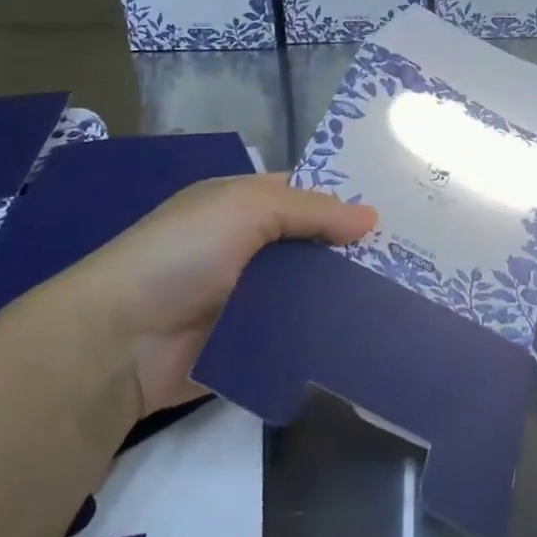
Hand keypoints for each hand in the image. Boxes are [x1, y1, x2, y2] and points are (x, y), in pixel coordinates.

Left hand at [26, 173, 375, 419]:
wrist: (120, 341)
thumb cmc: (181, 254)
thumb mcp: (244, 209)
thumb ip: (310, 209)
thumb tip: (372, 217)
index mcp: (242, 206)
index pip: (304, 194)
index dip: (346, 199)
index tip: (399, 210)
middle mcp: (249, 248)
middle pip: (313, 246)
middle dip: (355, 251)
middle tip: (417, 261)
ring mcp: (251, 299)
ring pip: (311, 292)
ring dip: (346, 296)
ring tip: (406, 300)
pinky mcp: (253, 343)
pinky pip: (299, 334)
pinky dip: (327, 334)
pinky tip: (371, 336)